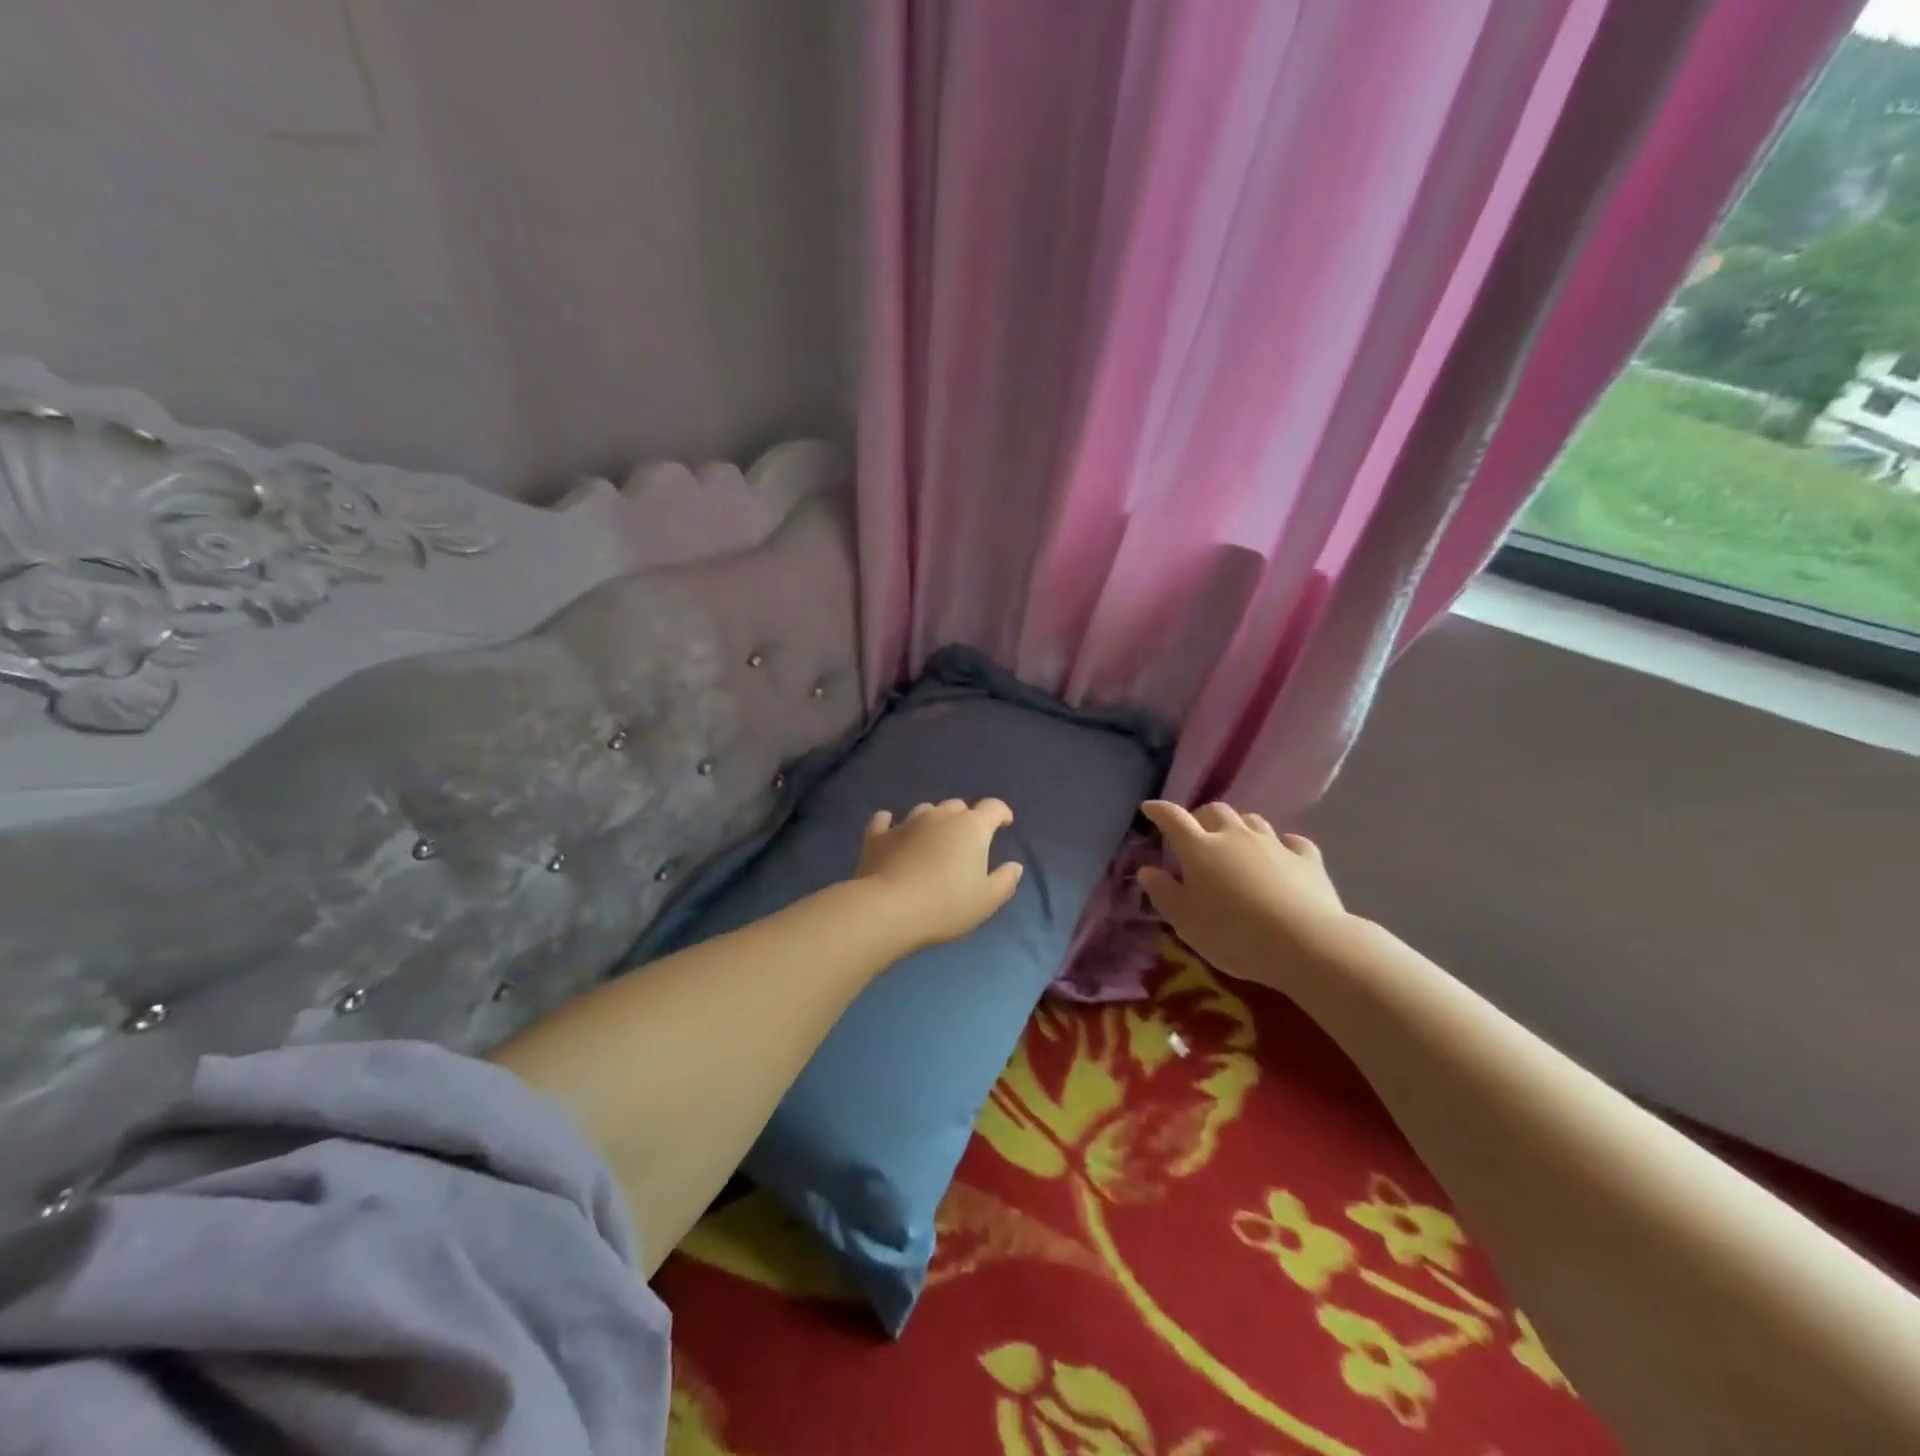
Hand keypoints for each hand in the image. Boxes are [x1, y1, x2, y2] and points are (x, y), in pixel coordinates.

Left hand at [853, 799, 1024, 953]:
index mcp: (972, 827)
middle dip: (965, 819)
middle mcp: (940, 816)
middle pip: (958, 807)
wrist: (889, 909)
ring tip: (932, 840)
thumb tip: (1014, 866)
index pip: (993, 807)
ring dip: (932, 821)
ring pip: (925, 811)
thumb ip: (1005, 881)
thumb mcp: (987, 900)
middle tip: (966, 841)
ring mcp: (907, 822)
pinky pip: (885, 821)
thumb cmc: (947, 905)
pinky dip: (890, 823)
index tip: (1004, 824)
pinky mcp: (878, 836)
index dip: (1001, 813)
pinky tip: (889, 827)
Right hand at [1137, 800, 1351, 989]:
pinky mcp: (1307, 859)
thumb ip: (1164, 893)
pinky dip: (1282, 846)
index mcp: (1200, 849)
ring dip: (1239, 827)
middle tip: (1197, 834)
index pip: (1173, 818)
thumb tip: (1147, 870)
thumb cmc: (1233, 935)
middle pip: (1215, 811)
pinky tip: (1282, 856)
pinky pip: (1292, 842)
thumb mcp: (1186, 922)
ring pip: (1252, 821)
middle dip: (1202, 817)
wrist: (1305, 943)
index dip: (1159, 811)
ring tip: (1236, 844)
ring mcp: (1273, 844)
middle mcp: (1235, 836)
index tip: (1149, 809)